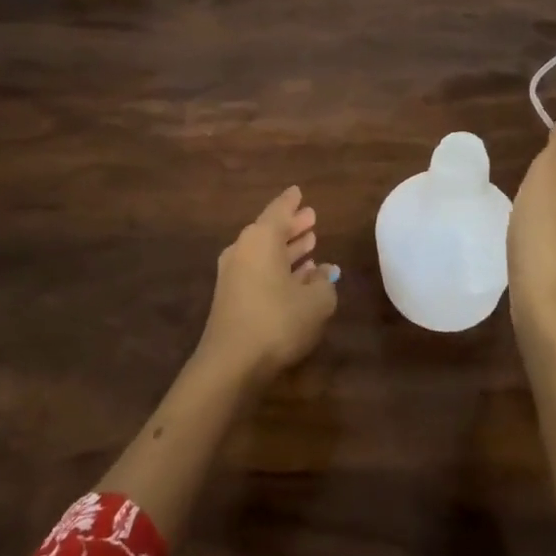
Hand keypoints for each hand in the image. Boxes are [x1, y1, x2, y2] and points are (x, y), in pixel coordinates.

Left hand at [198, 187, 338, 384]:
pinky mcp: (231, 297)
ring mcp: (233, 274)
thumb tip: (324, 271)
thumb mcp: (316, 302)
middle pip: (270, 231)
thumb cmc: (278, 321)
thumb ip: (324, 282)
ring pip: (265, 252)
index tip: (299, 192)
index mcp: (261, 239)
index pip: (279, 211)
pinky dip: (277, 268)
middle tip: (312, 219)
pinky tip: (297, 278)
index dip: (291, 202)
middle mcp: (243, 250)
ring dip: (286, 249)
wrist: (232, 363)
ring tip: (310, 244)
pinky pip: (259, 270)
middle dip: (292, 226)